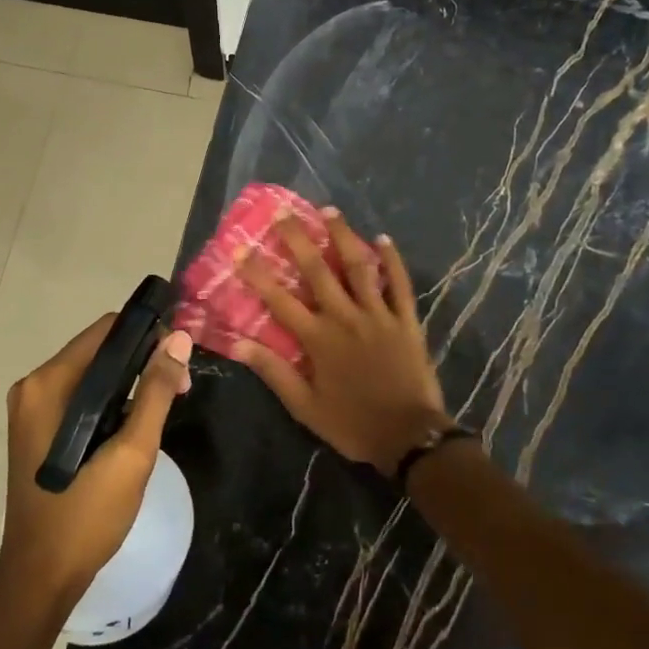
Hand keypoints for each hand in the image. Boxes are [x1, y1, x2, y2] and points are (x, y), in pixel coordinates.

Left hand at [0, 314, 193, 617]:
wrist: (41, 578)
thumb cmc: (86, 515)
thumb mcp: (132, 452)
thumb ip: (155, 391)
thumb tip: (179, 338)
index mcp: (49, 384)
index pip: (106, 330)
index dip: (148, 335)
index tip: (180, 359)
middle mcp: (34, 386)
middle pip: (99, 350)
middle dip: (143, 361)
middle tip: (181, 389)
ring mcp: (33, 408)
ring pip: (93, 374)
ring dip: (130, 383)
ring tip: (165, 408)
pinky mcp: (38, 428)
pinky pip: (82, 396)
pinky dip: (111, 401)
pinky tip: (135, 424)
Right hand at [234, 208, 449, 477]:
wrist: (409, 437)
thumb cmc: (352, 424)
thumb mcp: (305, 407)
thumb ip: (274, 372)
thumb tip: (238, 345)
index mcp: (318, 339)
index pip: (279, 299)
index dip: (257, 274)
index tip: (240, 249)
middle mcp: (345, 317)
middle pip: (318, 271)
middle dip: (298, 240)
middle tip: (284, 214)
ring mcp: (379, 315)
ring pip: (359, 267)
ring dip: (343, 237)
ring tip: (329, 211)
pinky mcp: (406, 320)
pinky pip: (399, 284)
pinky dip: (392, 260)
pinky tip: (383, 239)